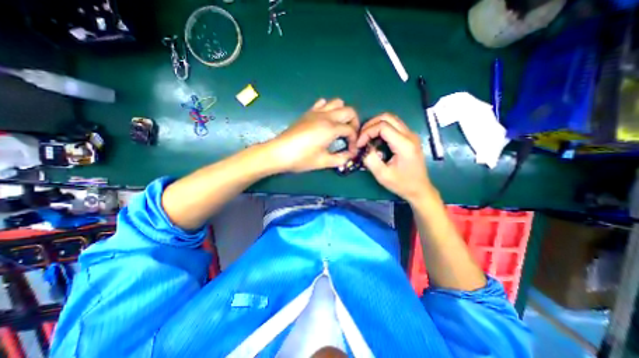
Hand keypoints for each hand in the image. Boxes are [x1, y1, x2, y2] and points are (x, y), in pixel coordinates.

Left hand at [267, 100, 361, 172]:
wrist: (279, 153)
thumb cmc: (301, 158)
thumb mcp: (323, 162)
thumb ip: (340, 159)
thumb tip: (350, 156)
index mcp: (331, 128)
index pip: (350, 130)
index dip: (354, 141)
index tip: (351, 151)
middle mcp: (326, 116)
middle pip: (349, 111)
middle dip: (354, 123)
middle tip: (350, 136)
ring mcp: (316, 112)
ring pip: (337, 103)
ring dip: (343, 113)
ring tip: (340, 127)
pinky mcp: (308, 113)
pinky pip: (322, 103)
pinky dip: (329, 108)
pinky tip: (326, 120)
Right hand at [358, 113, 433, 204]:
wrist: (420, 189)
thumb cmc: (402, 184)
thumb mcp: (383, 175)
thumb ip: (371, 160)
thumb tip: (364, 149)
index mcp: (404, 144)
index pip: (382, 126)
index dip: (367, 132)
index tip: (360, 144)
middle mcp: (410, 135)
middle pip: (387, 117)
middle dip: (370, 124)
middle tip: (361, 137)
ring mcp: (411, 135)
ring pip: (391, 119)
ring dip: (376, 125)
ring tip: (366, 137)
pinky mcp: (410, 138)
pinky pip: (394, 126)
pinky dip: (381, 129)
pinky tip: (375, 139)